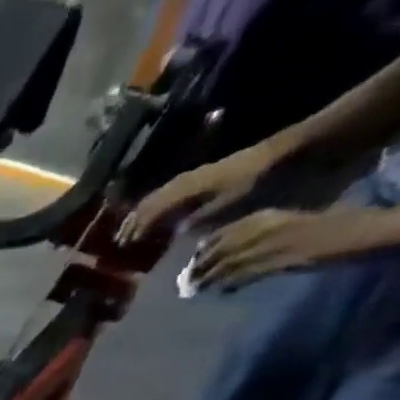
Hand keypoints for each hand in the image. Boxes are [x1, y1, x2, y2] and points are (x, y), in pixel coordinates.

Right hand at [118, 143, 278, 243]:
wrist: (279, 155)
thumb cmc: (255, 182)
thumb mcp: (231, 202)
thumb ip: (201, 217)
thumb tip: (177, 231)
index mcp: (186, 189)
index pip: (152, 210)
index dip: (137, 228)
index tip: (126, 245)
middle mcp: (182, 182)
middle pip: (148, 202)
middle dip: (132, 222)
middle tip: (120, 241)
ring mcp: (189, 178)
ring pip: (154, 197)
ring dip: (140, 214)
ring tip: (131, 229)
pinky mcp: (198, 177)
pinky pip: (166, 193)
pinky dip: (154, 207)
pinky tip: (154, 217)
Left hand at [190, 206, 382, 289]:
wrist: (368, 231)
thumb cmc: (338, 226)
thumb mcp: (294, 224)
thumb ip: (268, 233)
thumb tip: (244, 253)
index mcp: (268, 215)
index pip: (223, 233)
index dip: (204, 249)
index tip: (193, 261)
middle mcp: (263, 228)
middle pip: (218, 251)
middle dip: (199, 267)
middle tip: (185, 283)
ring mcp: (270, 244)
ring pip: (225, 264)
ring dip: (207, 279)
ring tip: (193, 291)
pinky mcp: (279, 261)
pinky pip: (245, 274)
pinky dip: (229, 284)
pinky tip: (221, 292)